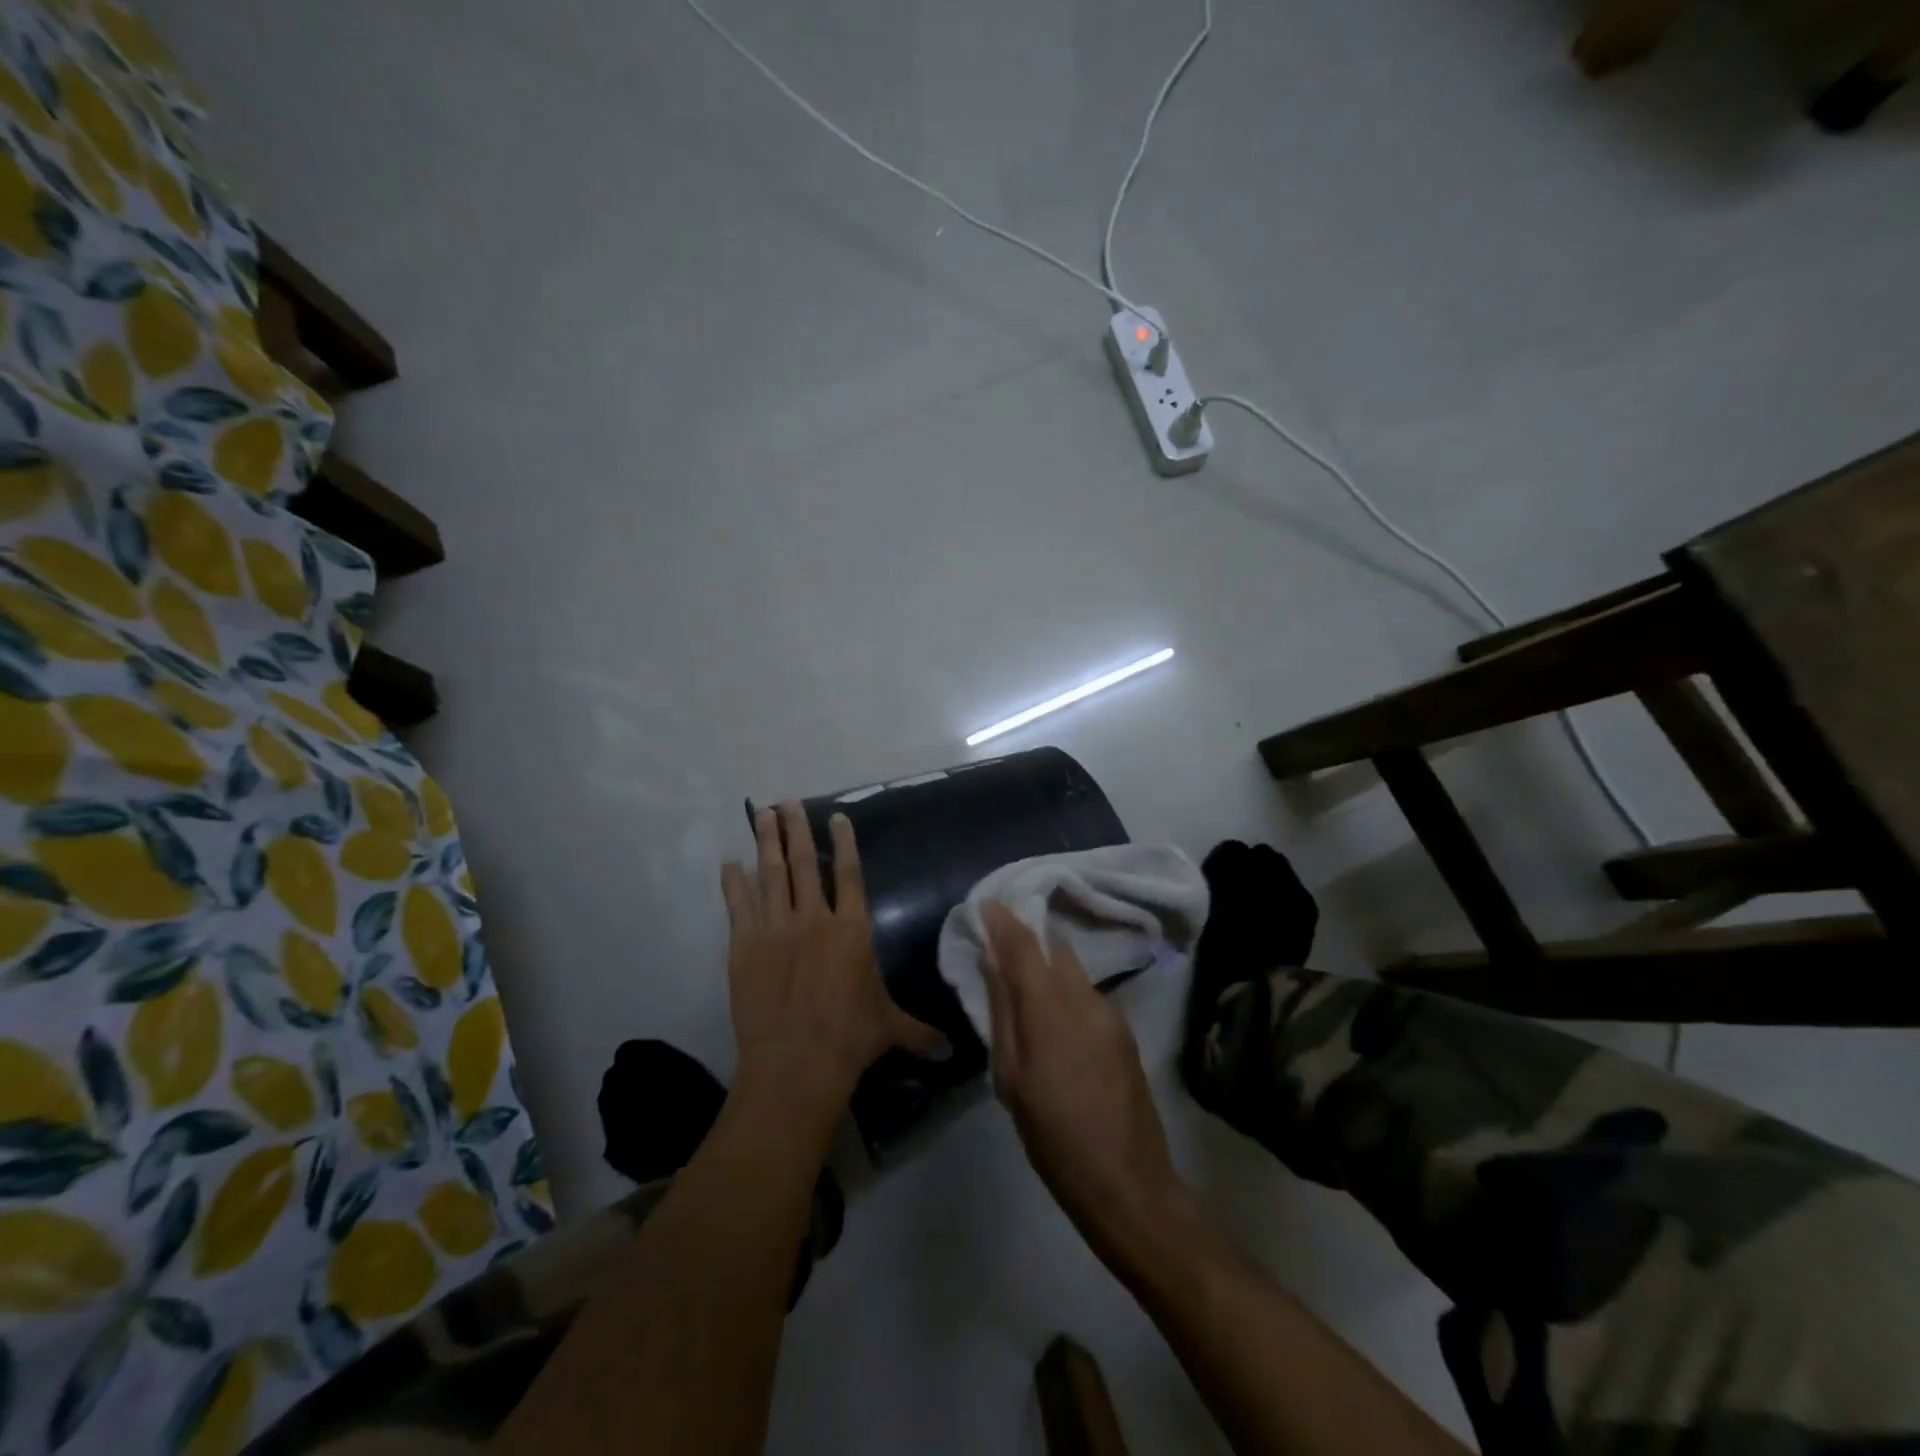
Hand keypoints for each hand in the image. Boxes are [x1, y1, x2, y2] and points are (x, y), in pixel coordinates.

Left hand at [722, 803, 943, 1119]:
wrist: (797, 1061)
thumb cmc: (850, 1038)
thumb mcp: (890, 1028)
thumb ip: (919, 1031)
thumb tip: (952, 1052)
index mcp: (851, 929)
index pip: (849, 874)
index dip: (843, 843)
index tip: (835, 816)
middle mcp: (814, 919)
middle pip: (804, 863)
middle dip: (796, 829)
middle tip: (785, 801)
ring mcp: (776, 929)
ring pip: (771, 875)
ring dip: (766, 842)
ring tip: (762, 814)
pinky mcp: (745, 946)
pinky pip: (739, 906)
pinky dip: (734, 882)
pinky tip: (729, 862)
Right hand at [981, 903, 1188, 1257]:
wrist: (1128, 1183)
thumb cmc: (1054, 1138)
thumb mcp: (1012, 1080)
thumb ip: (1003, 1013)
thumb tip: (991, 961)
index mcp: (1050, 1011)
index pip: (1024, 946)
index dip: (1004, 920)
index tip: (987, 903)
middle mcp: (1085, 998)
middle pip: (1053, 948)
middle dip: (1027, 936)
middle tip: (1001, 937)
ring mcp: (1110, 1013)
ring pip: (1072, 969)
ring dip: (1047, 962)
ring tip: (1022, 974)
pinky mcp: (1124, 1030)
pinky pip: (1086, 992)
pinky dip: (1065, 987)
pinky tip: (1053, 1010)